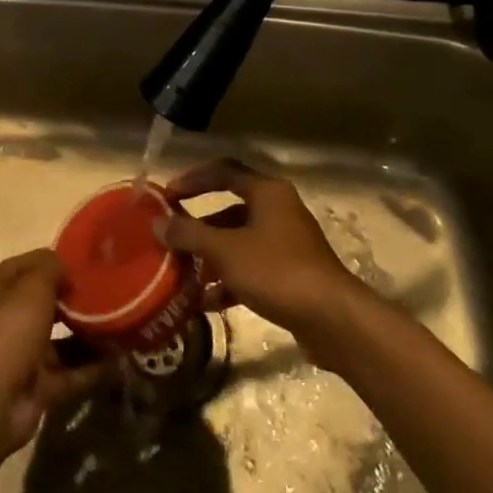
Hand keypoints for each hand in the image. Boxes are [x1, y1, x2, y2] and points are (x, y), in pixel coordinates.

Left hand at [0, 251, 107, 460]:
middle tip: (104, 293)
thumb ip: (51, 269)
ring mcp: (20, 358)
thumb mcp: (32, 287)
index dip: (49, 262)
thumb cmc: (8, 330)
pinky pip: (69, 373)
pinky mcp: (37, 388)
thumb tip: (65, 269)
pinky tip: (118, 358)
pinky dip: (91, 367)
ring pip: (58, 342)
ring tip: (118, 324)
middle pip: (41, 306)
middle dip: (71, 301)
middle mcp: (2, 324)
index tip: (81, 262)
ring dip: (86, 335)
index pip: (21, 269)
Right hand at [158, 160, 361, 347]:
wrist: (333, 320)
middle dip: (198, 226)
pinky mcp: (291, 275)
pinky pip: (251, 269)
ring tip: (182, 273)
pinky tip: (207, 302)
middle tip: (171, 236)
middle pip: (230, 210)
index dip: (192, 180)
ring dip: (211, 257)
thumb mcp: (224, 251)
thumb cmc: (276, 271)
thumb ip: (189, 234)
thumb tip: (158, 224)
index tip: (166, 196)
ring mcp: (287, 244)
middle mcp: (279, 211)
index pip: (223, 172)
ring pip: (239, 242)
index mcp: (267, 192)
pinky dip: (229, 281)